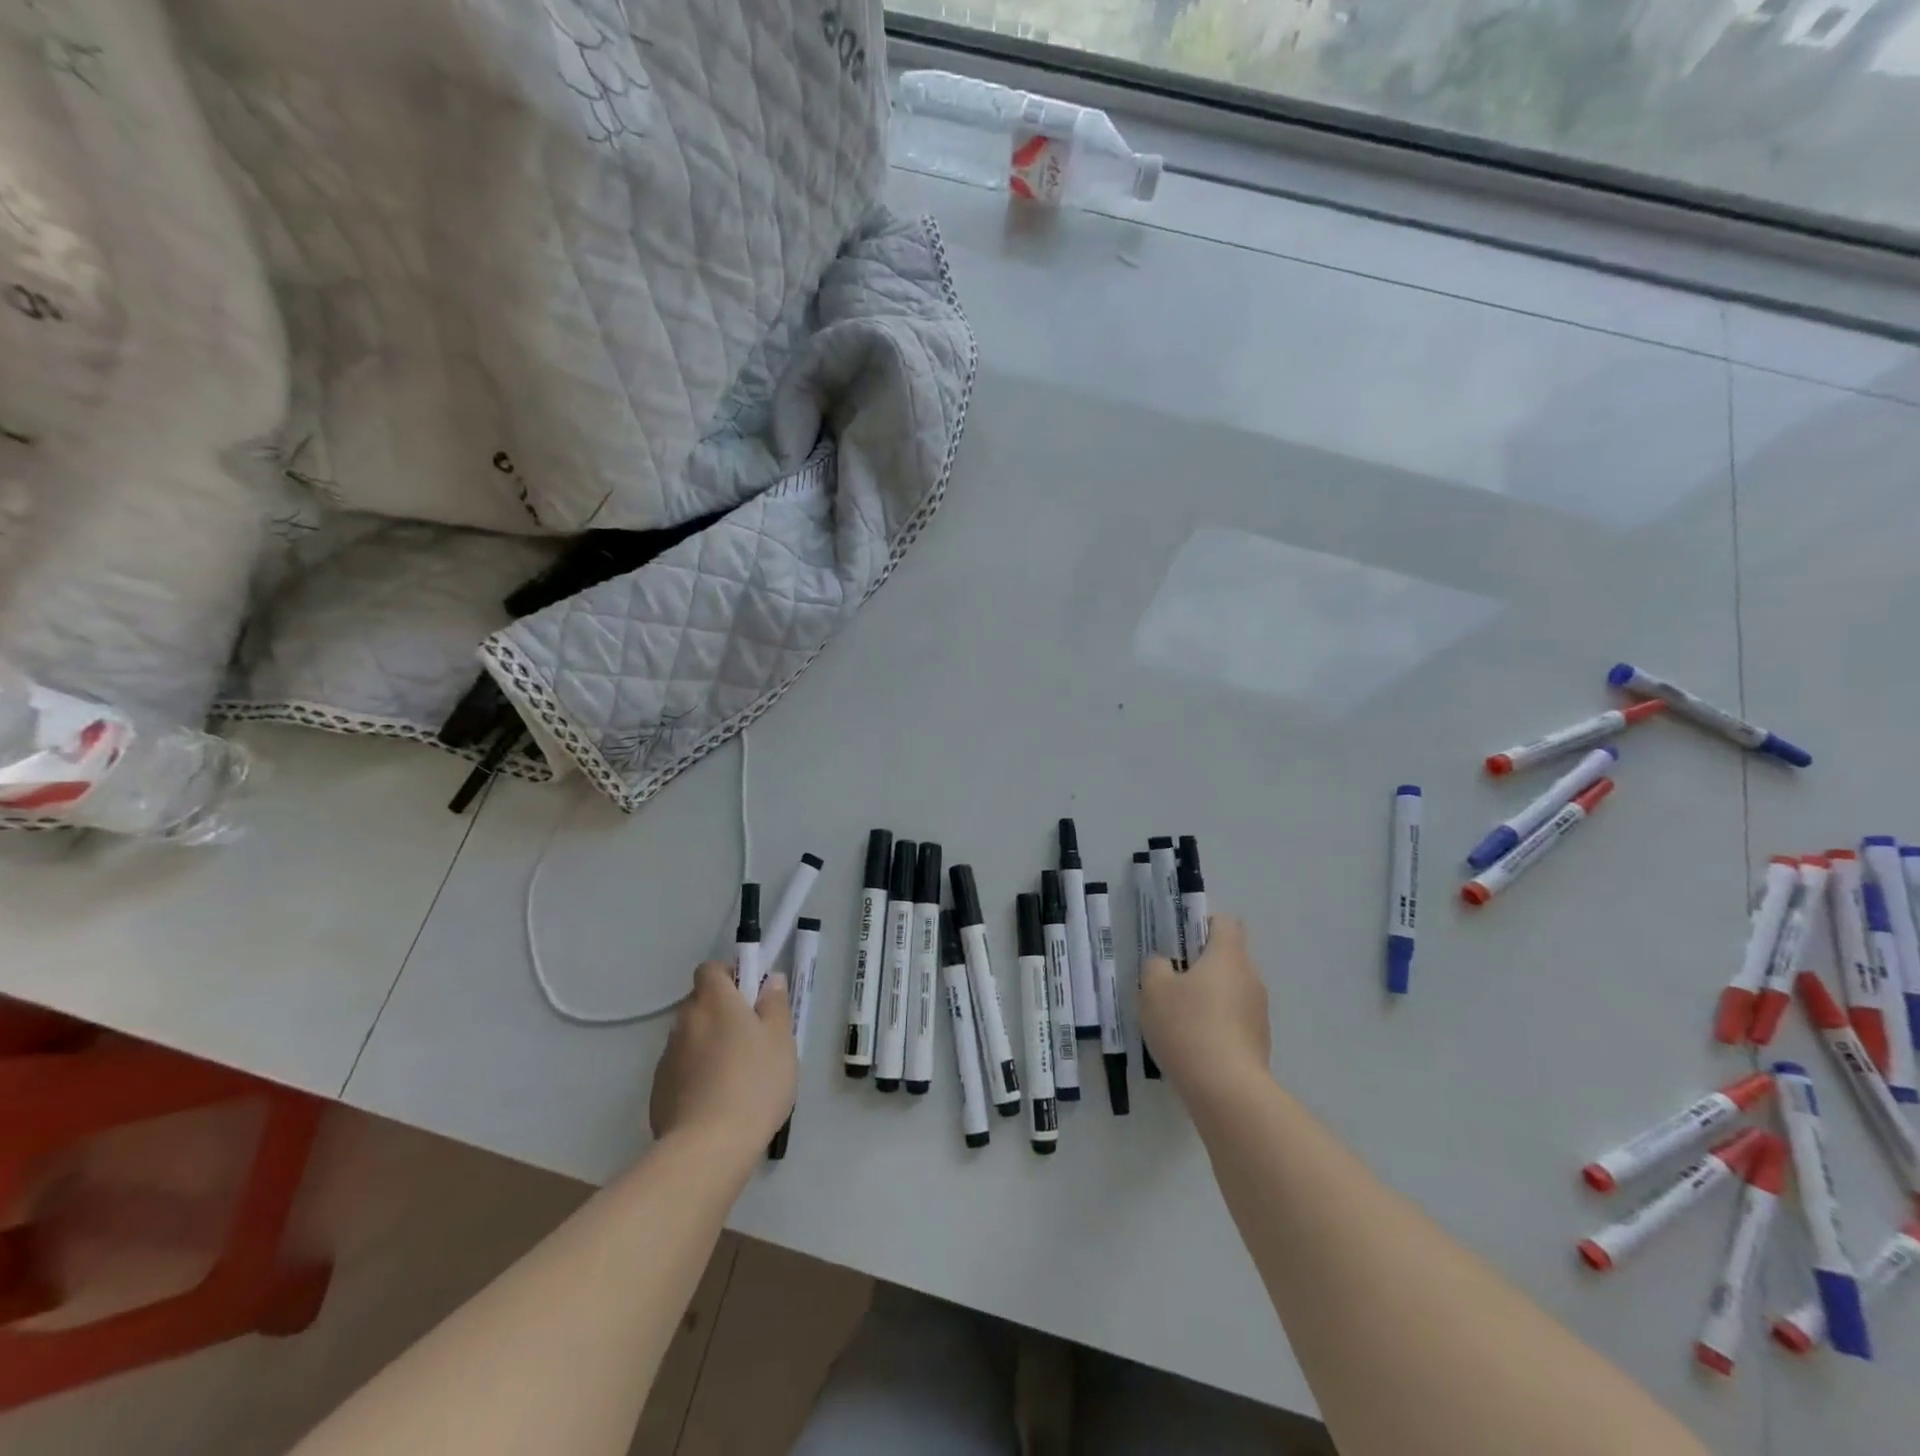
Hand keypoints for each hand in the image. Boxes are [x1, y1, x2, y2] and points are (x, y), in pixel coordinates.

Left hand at [649, 961, 797, 1154]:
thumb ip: (775, 1004)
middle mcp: (685, 1020)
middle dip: (721, 1011)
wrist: (707, 1147)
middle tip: (750, 1036)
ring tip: (734, 1074)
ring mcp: (667, 1055)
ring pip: (691, 1036)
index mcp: (715, 1000)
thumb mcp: (781, 1040)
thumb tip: (770, 980)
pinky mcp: (658, 1089)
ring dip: (708, 1043)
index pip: (711, 969)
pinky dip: (695, 1073)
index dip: (730, 975)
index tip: (750, 995)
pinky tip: (715, 1099)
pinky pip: (681, 1067)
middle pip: (700, 1002)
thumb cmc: (754, 1083)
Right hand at [1138, 916, 1270, 1107]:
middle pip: (1228, 958)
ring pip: (1232, 991)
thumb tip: (1165, 966)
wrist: (1227, 1090)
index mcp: (1228, 956)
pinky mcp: (1260, 1042)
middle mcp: (1250, 978)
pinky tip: (1194, 1045)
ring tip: (1179, 1019)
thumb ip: (1156, 967)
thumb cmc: (1187, 1027)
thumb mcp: (1153, 990)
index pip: (1226, 923)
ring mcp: (1259, 1012)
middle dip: (1202, 966)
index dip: (1203, 925)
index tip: (1181, 942)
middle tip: (1171, 982)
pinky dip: (1218, 1025)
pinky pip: (1235, 1020)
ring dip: (1210, 997)